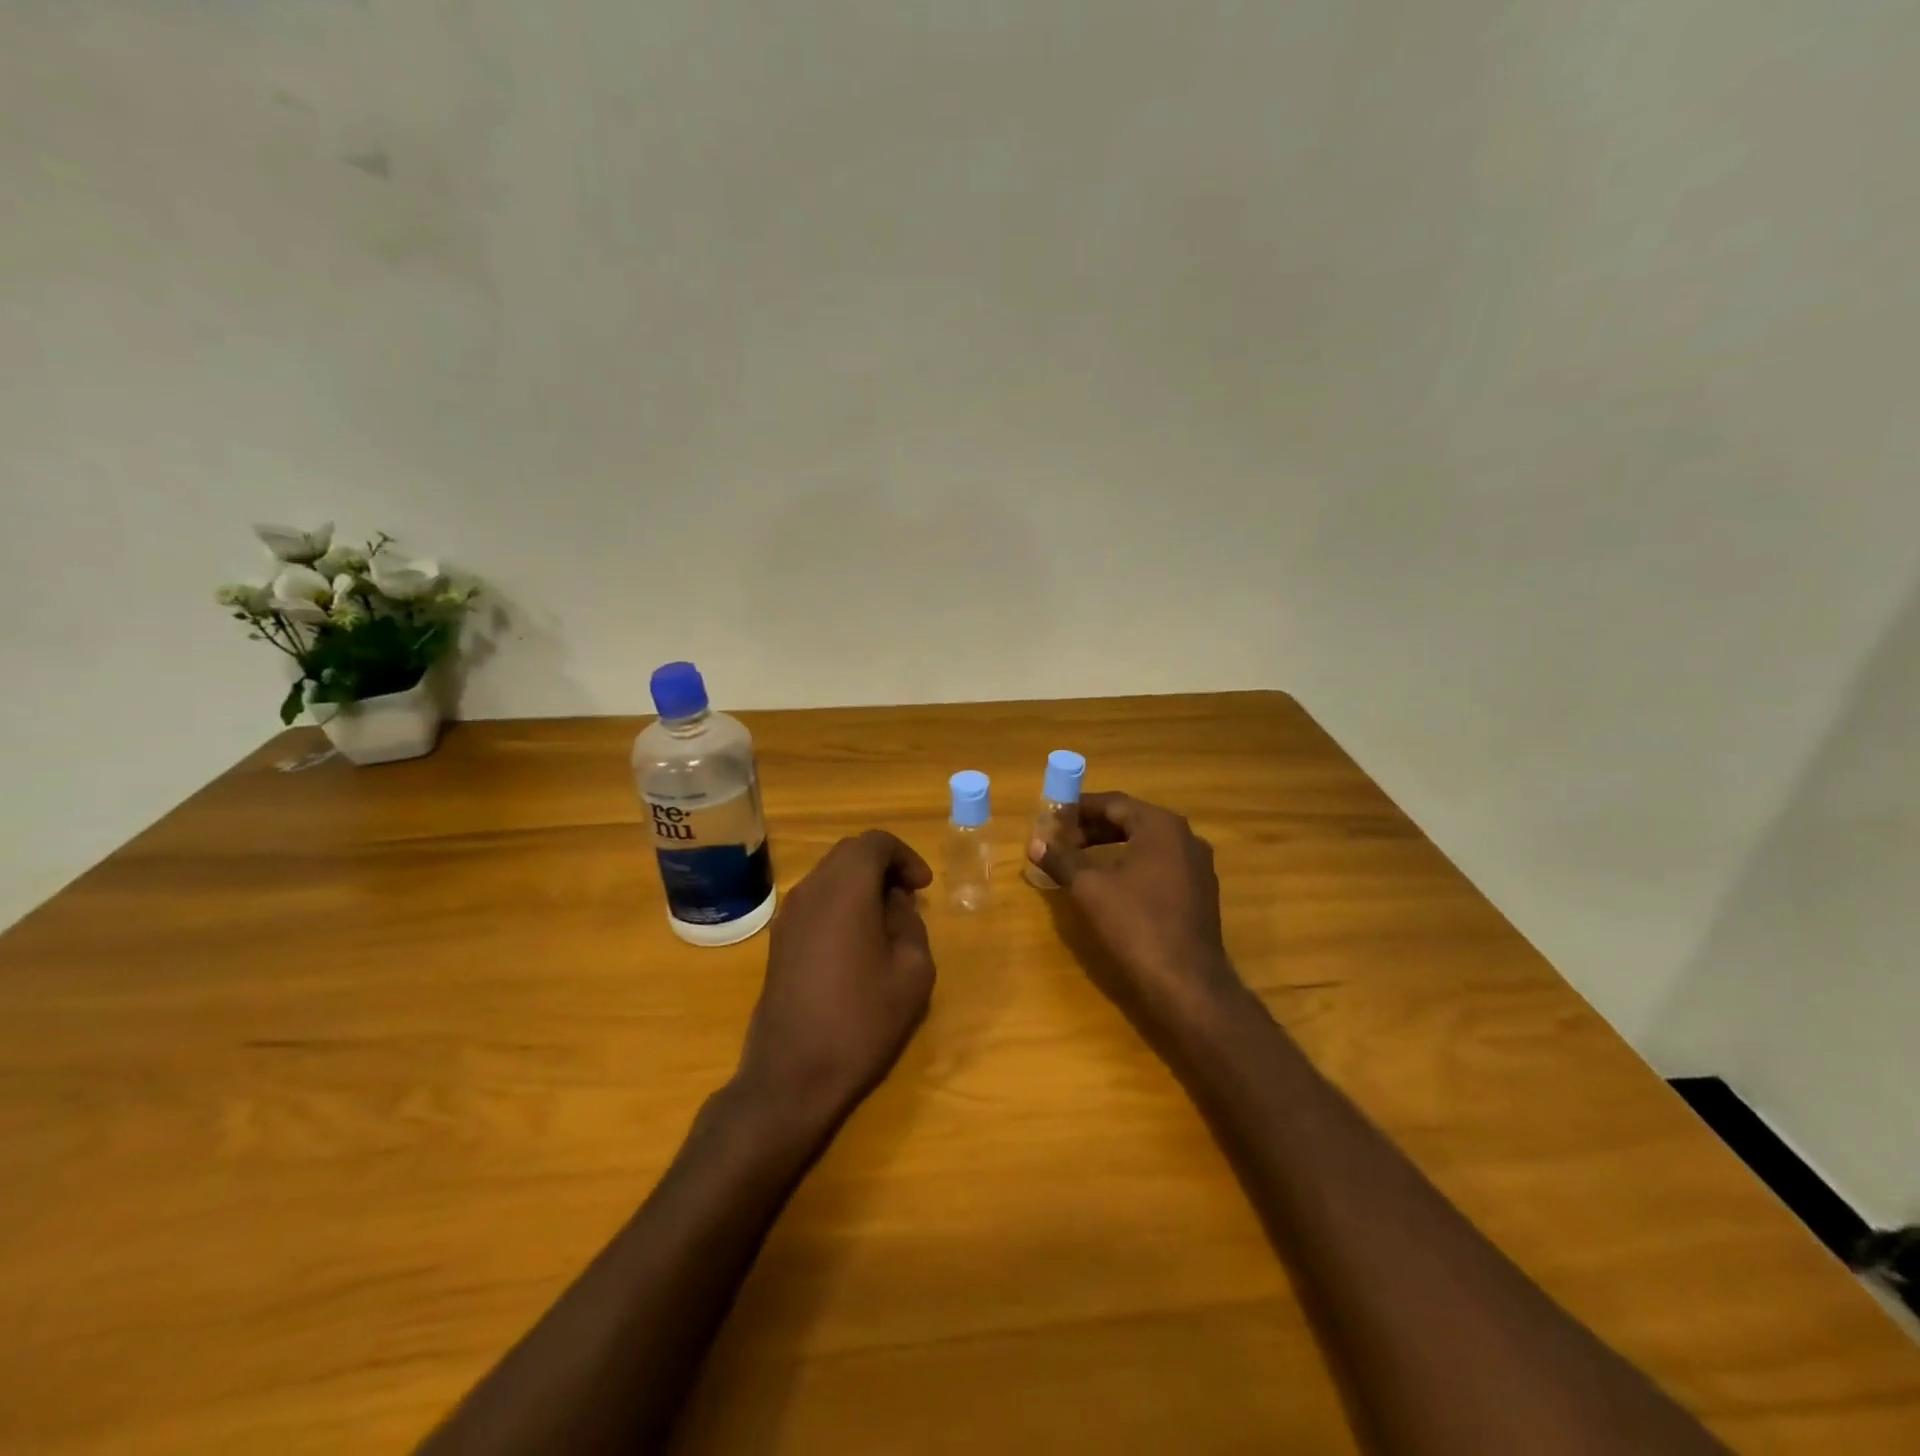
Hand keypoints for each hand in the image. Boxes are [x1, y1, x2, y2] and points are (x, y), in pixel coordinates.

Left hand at [734, 830, 935, 1129]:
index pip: (875, 843)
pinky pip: (815, 901)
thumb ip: (910, 923)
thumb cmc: (861, 1020)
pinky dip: (841, 903)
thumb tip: (895, 904)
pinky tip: (858, 941)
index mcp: (845, 888)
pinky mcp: (778, 940)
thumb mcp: (912, 971)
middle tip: (909, 896)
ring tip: (887, 920)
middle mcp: (811, 890)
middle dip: (883, 866)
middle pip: (849, 853)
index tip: (923, 887)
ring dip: (861, 885)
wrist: (792, 1074)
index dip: (905, 856)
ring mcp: (788, 915)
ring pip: (829, 876)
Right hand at [1031, 791, 1242, 1021]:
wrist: (1187, 982)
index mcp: (1161, 826)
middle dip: (1092, 829)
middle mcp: (1185, 837)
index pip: (1113, 803)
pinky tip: (1111, 884)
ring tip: (1079, 860)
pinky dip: (1131, 865)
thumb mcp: (1090, 888)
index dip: (1079, 809)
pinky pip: (1160, 865)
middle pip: (1131, 821)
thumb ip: (1062, 860)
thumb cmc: (1136, 924)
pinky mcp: (1199, 892)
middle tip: (1061, 841)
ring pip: (1146, 844)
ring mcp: (1197, 866)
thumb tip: (1035, 843)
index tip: (1052, 817)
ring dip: (1111, 847)